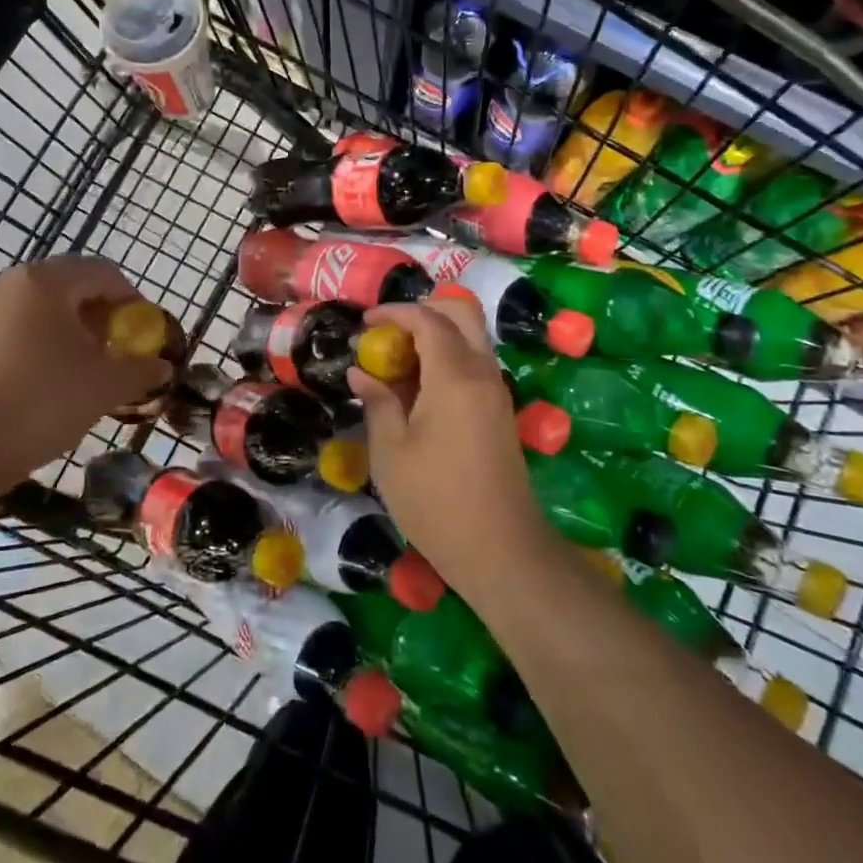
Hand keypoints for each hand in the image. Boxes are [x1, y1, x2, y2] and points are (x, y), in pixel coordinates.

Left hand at [0, 256, 175, 479]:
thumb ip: (141, 368)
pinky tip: (59, 377)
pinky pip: (24, 326)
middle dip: (105, 317)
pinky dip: (49, 342)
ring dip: (78, 331)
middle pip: (74, 286)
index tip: (145, 335)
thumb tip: (163, 367)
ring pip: (48, 308)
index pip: (104, 273)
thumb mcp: (105, 384)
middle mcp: (12, 282)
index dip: (133, 301)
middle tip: (121, 352)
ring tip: (93, 368)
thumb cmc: (43, 401)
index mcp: (45, 280)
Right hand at [346, 297, 549, 597]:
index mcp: (455, 376)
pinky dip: (446, 359)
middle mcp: (482, 373)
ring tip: (396, 363)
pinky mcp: (500, 412)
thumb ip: (377, 402)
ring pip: (471, 338)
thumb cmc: (436, 500)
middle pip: (462, 313)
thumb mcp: (391, 452)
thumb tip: (360, 372)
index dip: (394, 312)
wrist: (501, 551)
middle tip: (388, 333)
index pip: (428, 319)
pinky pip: (474, 364)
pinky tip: (417, 390)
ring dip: (435, 336)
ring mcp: (496, 392)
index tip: (365, 322)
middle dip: (423, 311)